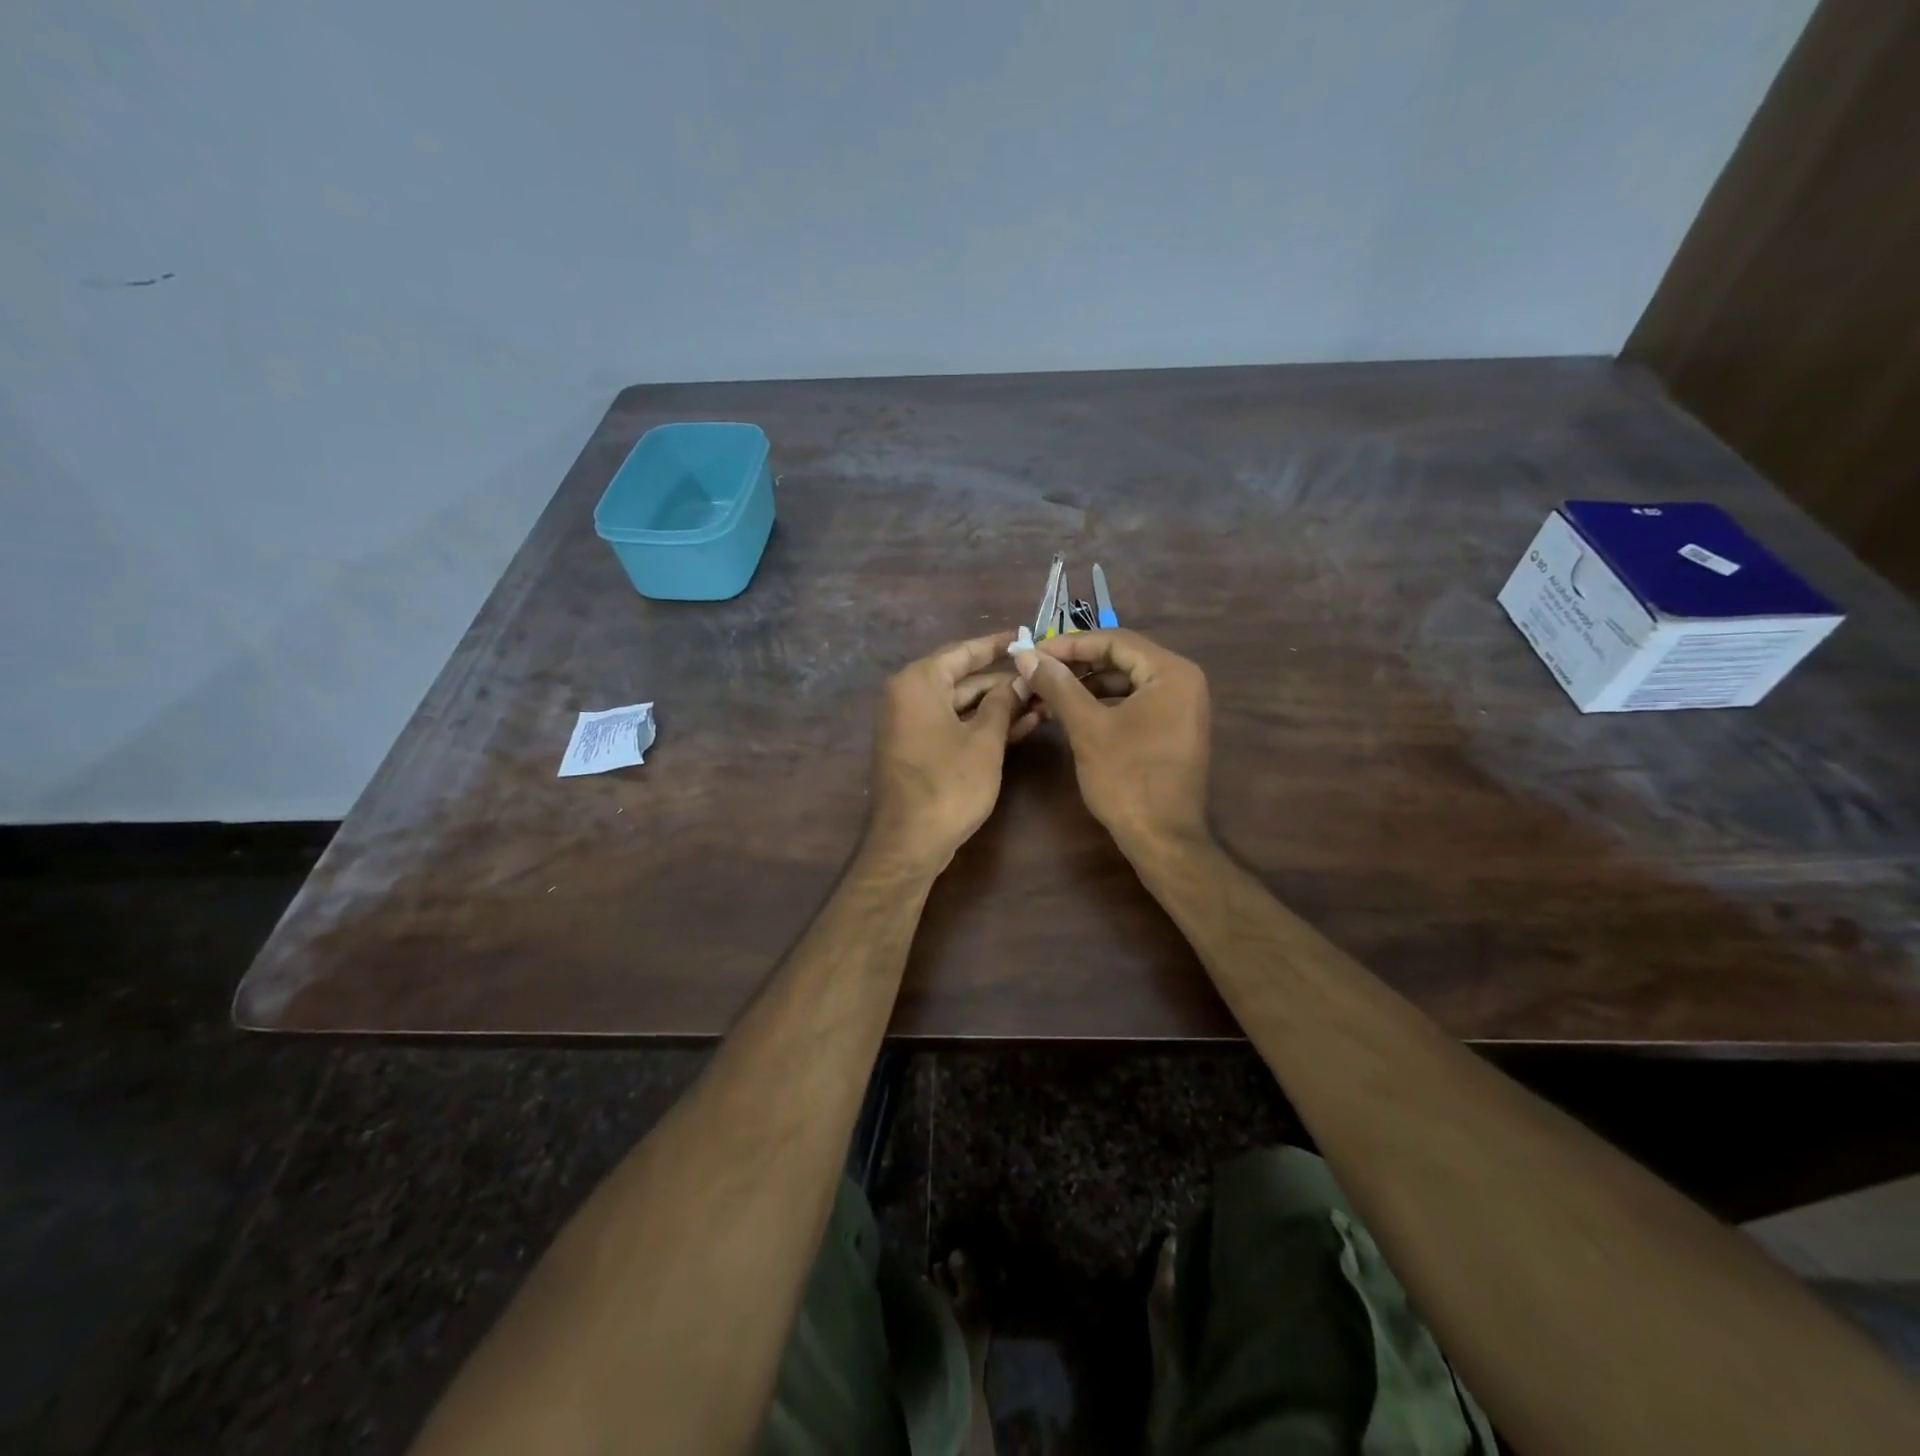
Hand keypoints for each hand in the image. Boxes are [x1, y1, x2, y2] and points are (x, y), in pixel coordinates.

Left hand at [869, 631, 1029, 869]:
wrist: (910, 843)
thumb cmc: (949, 785)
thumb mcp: (985, 741)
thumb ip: (1003, 704)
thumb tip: (1019, 680)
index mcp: (918, 683)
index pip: (963, 651)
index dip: (997, 645)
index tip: (1026, 635)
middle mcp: (908, 696)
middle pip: (962, 679)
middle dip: (1003, 681)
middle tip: (1043, 676)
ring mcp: (911, 725)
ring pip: (961, 706)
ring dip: (998, 706)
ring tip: (1042, 701)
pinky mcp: (918, 750)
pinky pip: (954, 727)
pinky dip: (982, 726)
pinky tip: (1021, 726)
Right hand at [1012, 629, 1210, 853]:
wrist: (1163, 839)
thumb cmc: (1126, 779)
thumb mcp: (1087, 728)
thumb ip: (1057, 685)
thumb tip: (1025, 654)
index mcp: (1171, 673)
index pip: (1114, 640)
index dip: (1069, 644)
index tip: (1032, 652)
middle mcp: (1182, 681)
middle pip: (1120, 658)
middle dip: (1076, 664)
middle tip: (1036, 670)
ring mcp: (1180, 706)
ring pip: (1124, 681)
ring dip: (1085, 685)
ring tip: (1046, 692)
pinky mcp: (1171, 728)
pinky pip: (1133, 702)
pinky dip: (1102, 703)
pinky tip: (1070, 712)